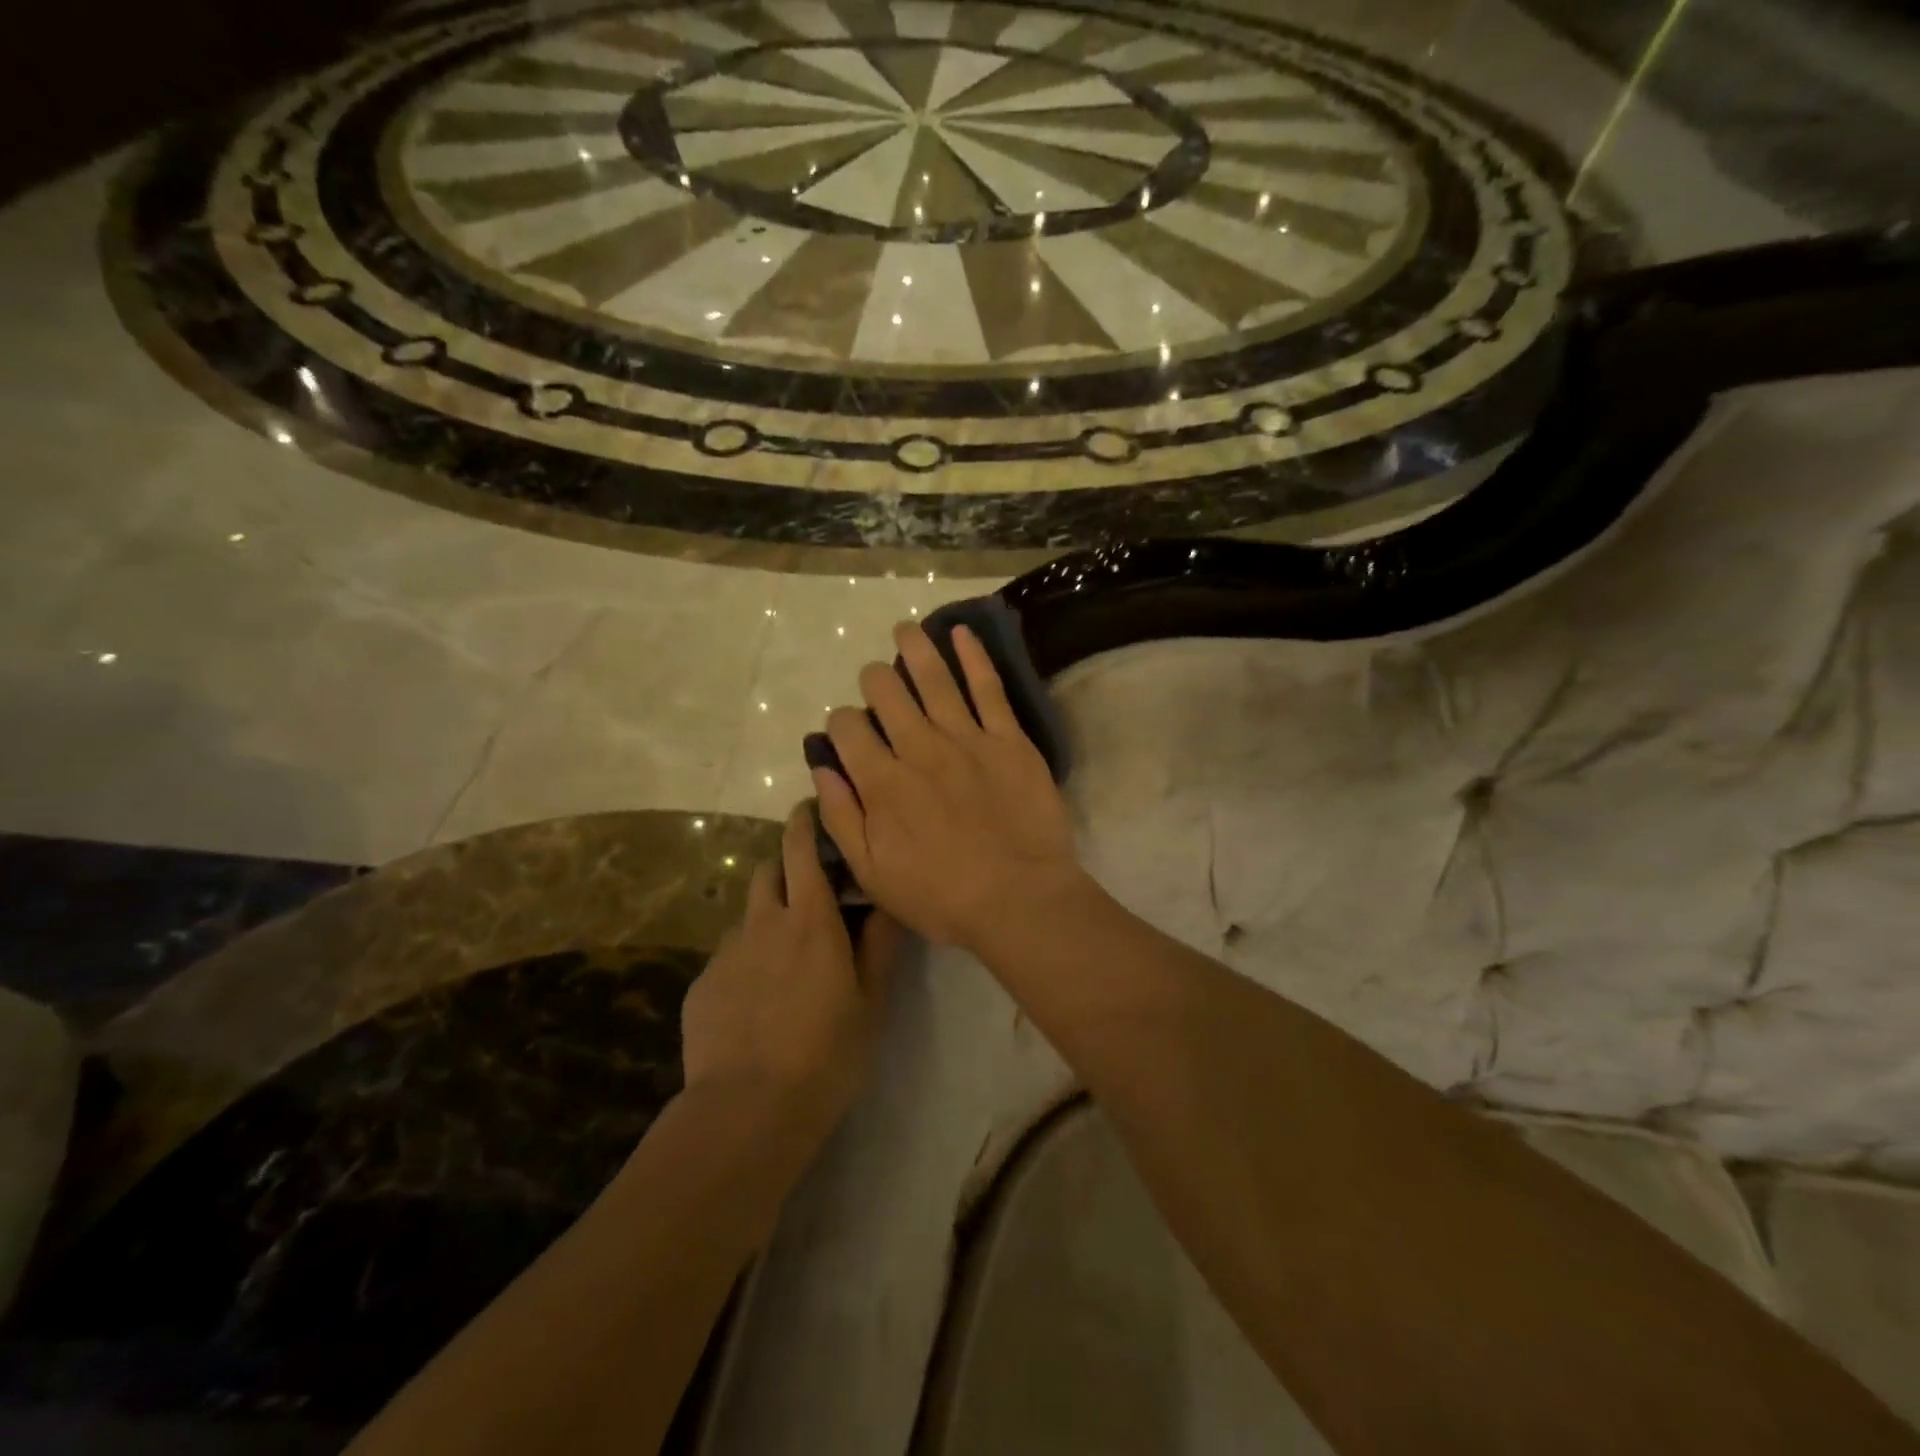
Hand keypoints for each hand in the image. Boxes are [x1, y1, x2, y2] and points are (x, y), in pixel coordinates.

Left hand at [680, 803, 901, 1134]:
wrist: (748, 1109)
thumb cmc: (826, 1053)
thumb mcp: (870, 1001)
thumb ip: (879, 944)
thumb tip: (888, 900)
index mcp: (810, 921)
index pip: (801, 849)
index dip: (804, 822)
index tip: (810, 810)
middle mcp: (764, 924)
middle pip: (768, 872)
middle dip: (785, 870)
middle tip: (809, 898)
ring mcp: (727, 954)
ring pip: (748, 918)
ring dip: (766, 922)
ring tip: (784, 964)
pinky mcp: (702, 985)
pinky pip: (728, 958)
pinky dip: (746, 964)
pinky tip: (757, 1006)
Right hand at [814, 620, 1082, 950]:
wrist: (1019, 898)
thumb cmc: (941, 896)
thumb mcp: (873, 873)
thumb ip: (841, 818)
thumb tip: (822, 769)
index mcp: (883, 782)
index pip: (848, 729)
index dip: (841, 722)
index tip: (848, 730)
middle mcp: (919, 749)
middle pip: (886, 694)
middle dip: (875, 680)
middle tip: (878, 680)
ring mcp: (967, 739)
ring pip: (933, 679)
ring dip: (915, 648)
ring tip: (905, 629)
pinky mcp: (1008, 739)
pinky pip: (988, 688)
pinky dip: (973, 656)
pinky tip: (961, 632)